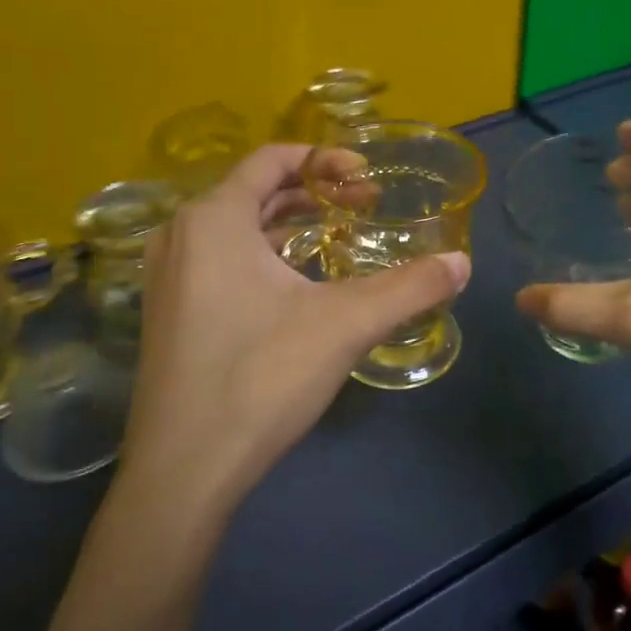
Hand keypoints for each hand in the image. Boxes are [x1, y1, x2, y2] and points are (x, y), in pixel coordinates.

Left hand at [118, 144, 471, 519]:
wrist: (185, 470)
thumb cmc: (261, 377)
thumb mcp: (346, 324)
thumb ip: (410, 287)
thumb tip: (462, 264)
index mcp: (213, 219)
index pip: (271, 160)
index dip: (324, 160)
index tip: (366, 178)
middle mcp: (181, 236)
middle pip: (254, 192)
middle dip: (313, 193)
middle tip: (364, 206)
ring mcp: (167, 277)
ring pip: (236, 229)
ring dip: (289, 225)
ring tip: (337, 237)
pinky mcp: (168, 313)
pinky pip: (219, 260)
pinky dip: (262, 255)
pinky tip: (298, 284)